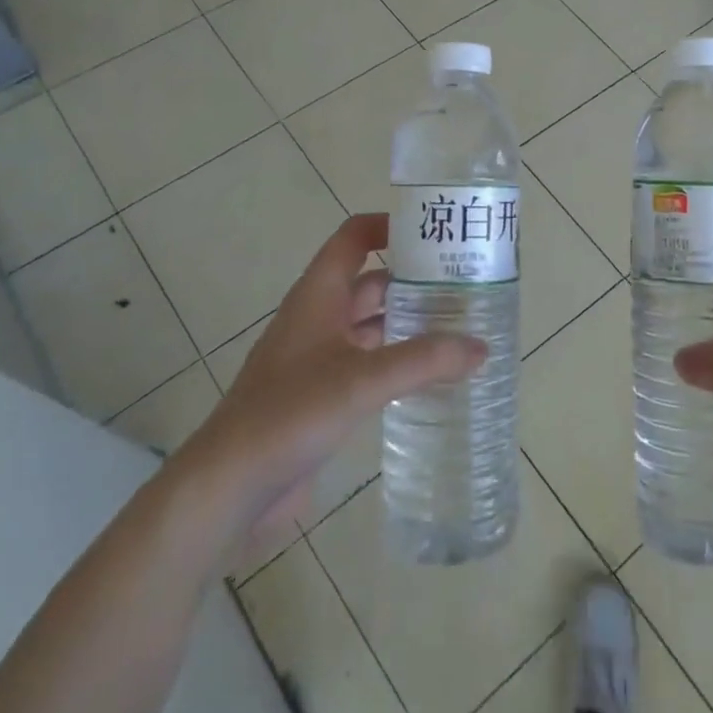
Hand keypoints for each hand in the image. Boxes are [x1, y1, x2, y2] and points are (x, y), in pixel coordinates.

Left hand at [174, 214, 483, 540]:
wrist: (230, 486)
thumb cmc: (290, 413)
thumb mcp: (362, 380)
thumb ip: (424, 361)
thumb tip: (481, 347)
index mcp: (318, 295)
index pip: (354, 238)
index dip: (390, 226)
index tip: (436, 233)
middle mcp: (319, 318)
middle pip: (371, 282)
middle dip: (415, 280)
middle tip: (467, 286)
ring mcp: (319, 358)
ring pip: (372, 326)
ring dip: (410, 323)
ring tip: (461, 328)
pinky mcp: (322, 395)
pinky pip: (369, 364)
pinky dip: (398, 362)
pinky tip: (432, 377)